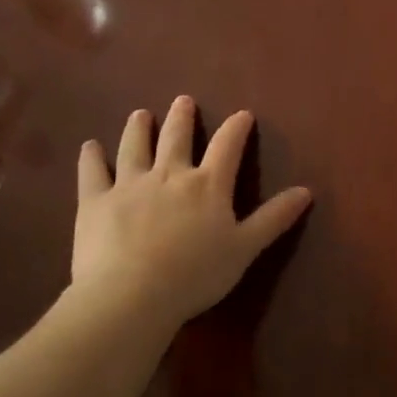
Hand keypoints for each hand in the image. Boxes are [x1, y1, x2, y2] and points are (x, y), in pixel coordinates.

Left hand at [68, 96, 312, 330]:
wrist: (130, 296)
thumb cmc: (195, 274)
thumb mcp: (244, 248)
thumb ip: (274, 218)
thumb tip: (306, 191)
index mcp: (208, 185)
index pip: (227, 146)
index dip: (236, 128)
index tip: (243, 114)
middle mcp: (170, 175)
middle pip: (177, 138)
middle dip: (182, 117)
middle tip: (183, 100)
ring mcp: (130, 185)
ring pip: (135, 147)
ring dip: (139, 128)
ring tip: (140, 114)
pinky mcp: (96, 202)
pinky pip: (93, 173)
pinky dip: (92, 158)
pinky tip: (90, 147)